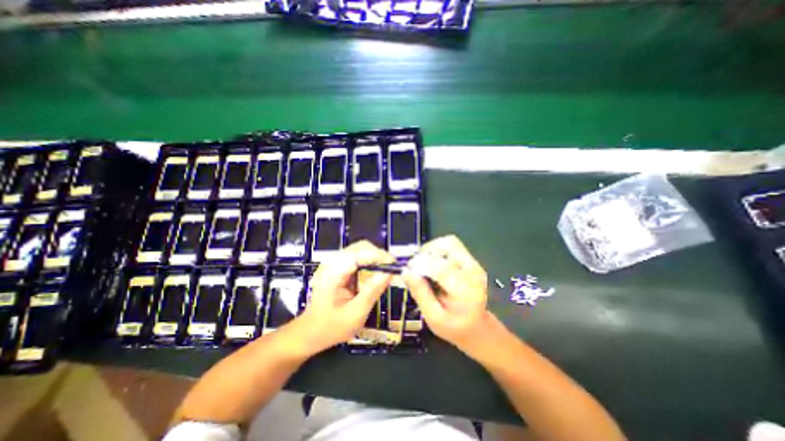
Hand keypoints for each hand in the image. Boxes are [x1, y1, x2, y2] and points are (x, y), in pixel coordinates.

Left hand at [292, 240, 395, 354]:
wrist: (310, 332)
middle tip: (391, 270)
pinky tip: (373, 276)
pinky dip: (369, 264)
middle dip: (378, 256)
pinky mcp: (338, 267)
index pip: (358, 253)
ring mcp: (335, 263)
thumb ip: (372, 292)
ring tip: (385, 273)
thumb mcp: (355, 314)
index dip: (378, 255)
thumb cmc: (330, 327)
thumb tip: (389, 273)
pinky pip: (358, 258)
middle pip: (360, 247)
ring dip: (375, 259)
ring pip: (361, 250)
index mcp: (333, 273)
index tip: (394, 265)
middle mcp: (332, 263)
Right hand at [401, 236, 487, 352]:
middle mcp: (473, 272)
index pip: (442, 268)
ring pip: (449, 242)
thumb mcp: (433, 318)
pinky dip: (438, 250)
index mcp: (466, 291)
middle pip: (448, 246)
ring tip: (424, 264)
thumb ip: (420, 293)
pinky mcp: (471, 260)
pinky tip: (432, 264)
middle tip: (416, 267)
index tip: (408, 268)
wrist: (477, 327)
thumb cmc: (455, 327)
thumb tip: (406, 272)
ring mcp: (474, 264)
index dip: (421, 264)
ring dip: (432, 249)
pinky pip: (451, 246)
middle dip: (427, 253)